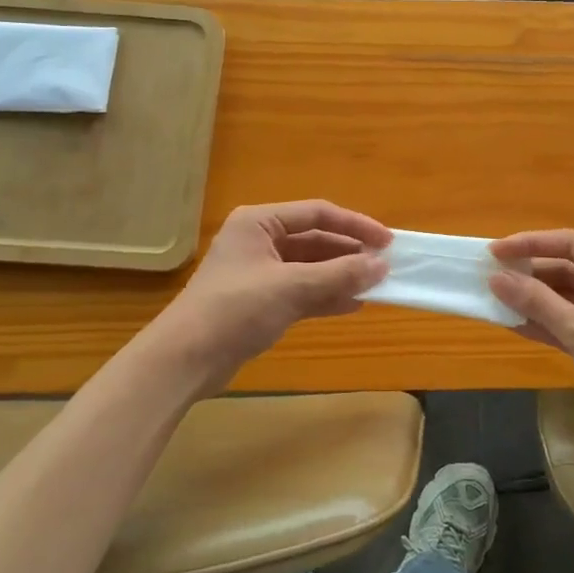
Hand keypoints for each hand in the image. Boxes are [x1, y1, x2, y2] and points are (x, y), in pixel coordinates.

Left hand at [160, 201, 391, 383]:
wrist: (186, 359)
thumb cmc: (236, 309)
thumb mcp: (291, 287)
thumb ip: (339, 274)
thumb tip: (382, 266)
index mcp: (259, 222)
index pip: (317, 213)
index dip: (355, 225)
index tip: (387, 241)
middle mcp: (260, 241)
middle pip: (315, 240)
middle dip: (349, 253)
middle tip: (385, 266)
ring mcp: (260, 273)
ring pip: (311, 268)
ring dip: (341, 276)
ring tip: (376, 285)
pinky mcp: (261, 302)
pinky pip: (302, 291)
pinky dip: (326, 296)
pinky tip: (354, 304)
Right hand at [489, 230, 573, 440]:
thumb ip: (538, 302)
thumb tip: (497, 278)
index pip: (571, 244)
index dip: (530, 244)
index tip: (494, 252)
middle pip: (568, 269)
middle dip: (529, 273)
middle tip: (488, 276)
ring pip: (566, 298)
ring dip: (533, 300)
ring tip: (494, 298)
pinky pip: (570, 324)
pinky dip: (545, 323)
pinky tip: (513, 324)